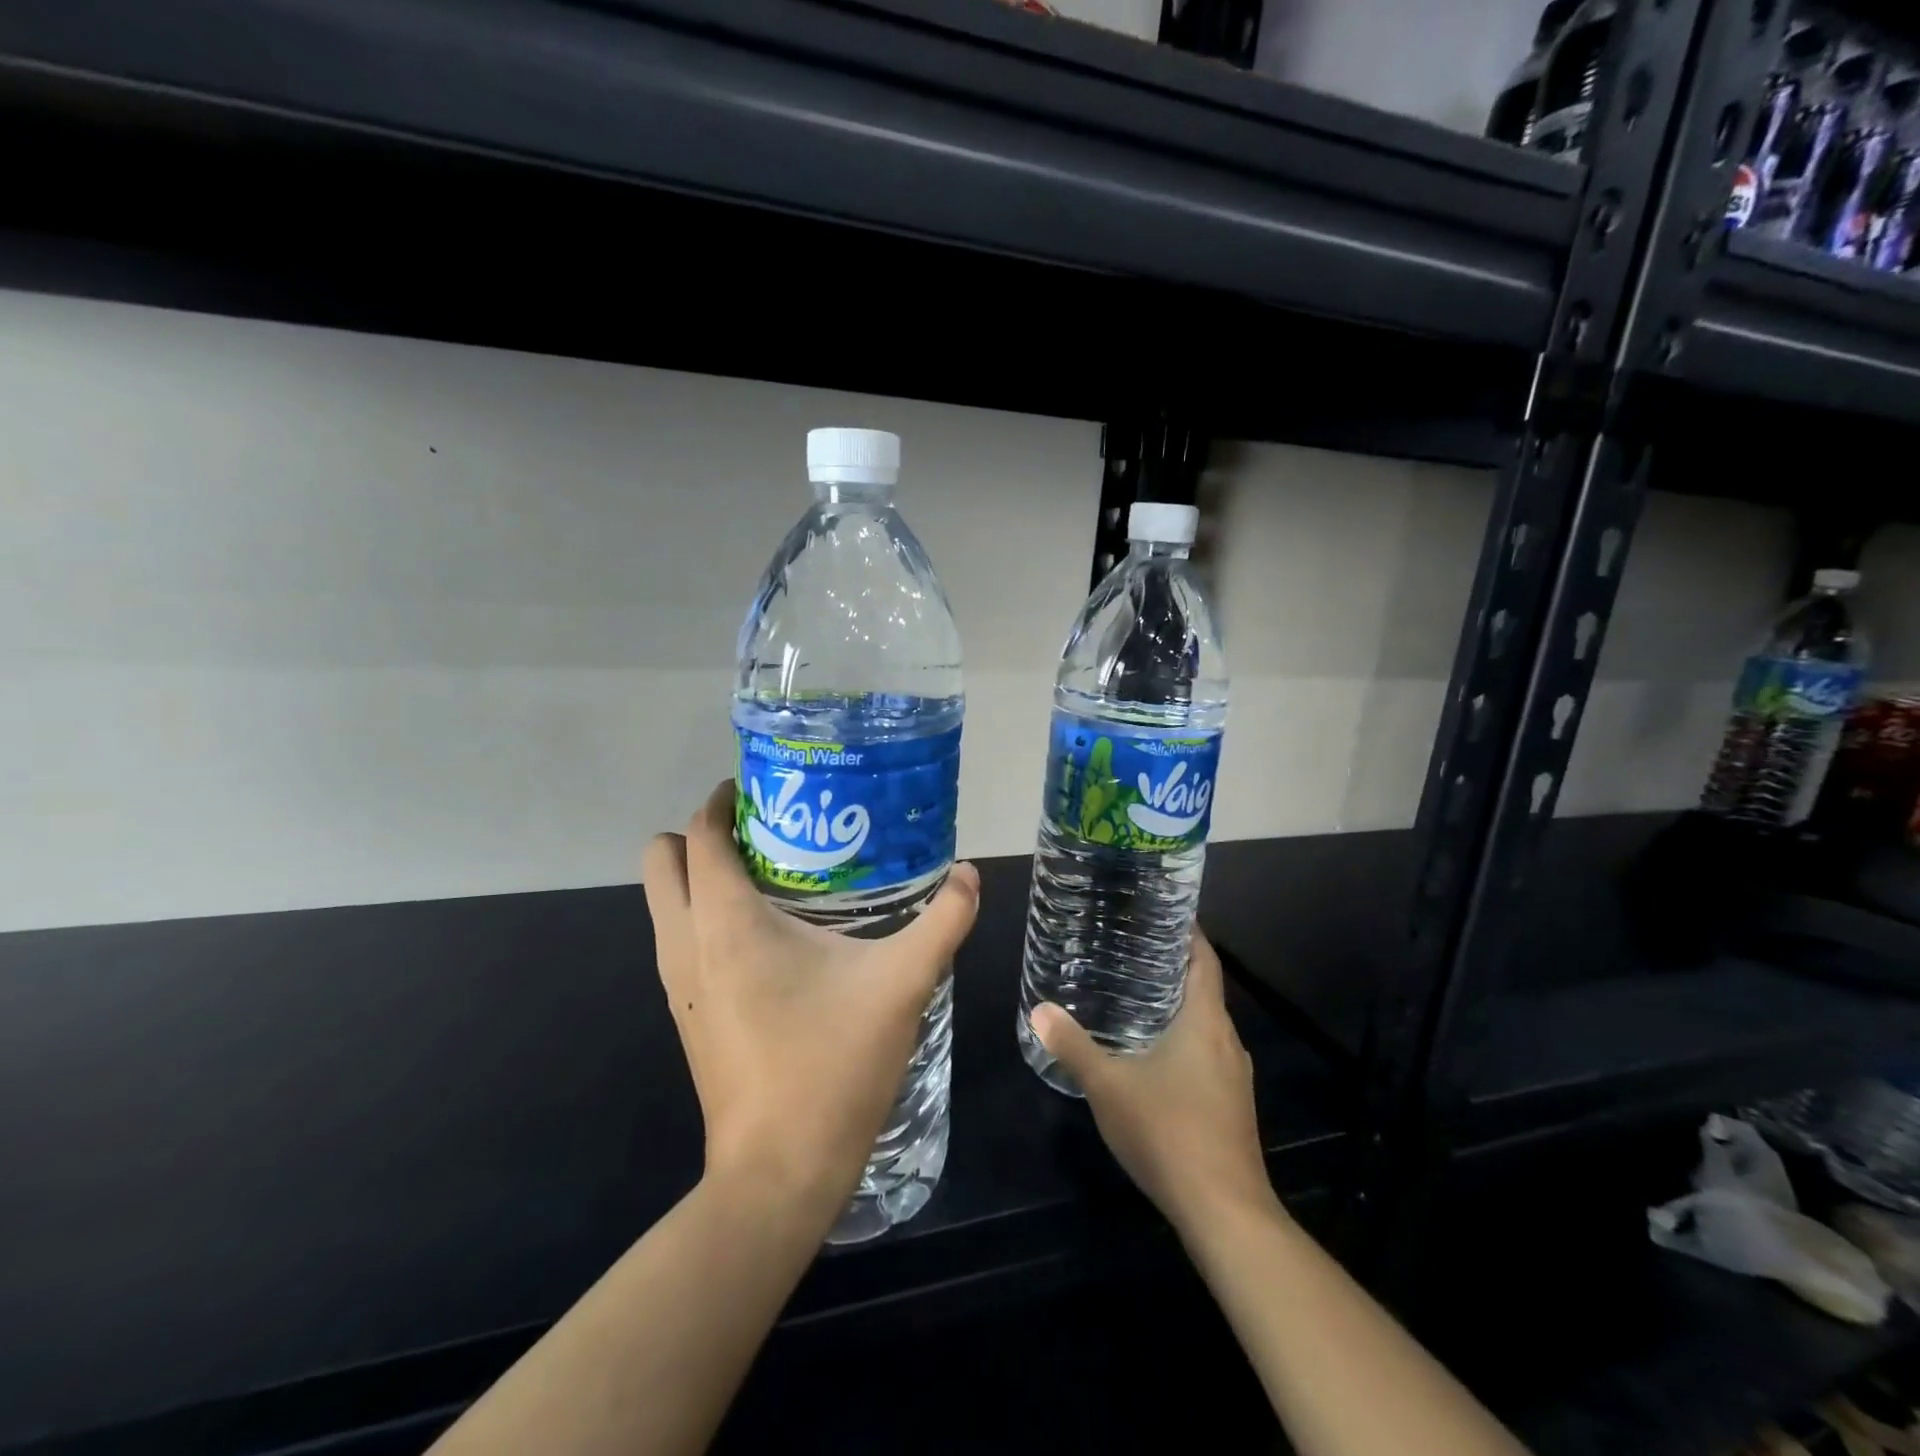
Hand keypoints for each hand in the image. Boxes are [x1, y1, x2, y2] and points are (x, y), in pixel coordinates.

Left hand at [642, 781, 978, 1227]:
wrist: (778, 1173)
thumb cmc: (833, 1065)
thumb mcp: (902, 985)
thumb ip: (943, 921)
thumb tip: (969, 873)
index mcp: (726, 921)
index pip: (700, 834)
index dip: (723, 800)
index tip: (768, 789)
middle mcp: (685, 941)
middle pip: (661, 857)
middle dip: (702, 834)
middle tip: (769, 832)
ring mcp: (677, 981)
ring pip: (663, 899)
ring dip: (702, 874)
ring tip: (774, 876)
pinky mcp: (685, 1011)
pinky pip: (678, 935)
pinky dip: (704, 914)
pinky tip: (770, 935)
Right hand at [1028, 925, 1275, 1236]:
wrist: (1225, 1213)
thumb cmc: (1168, 1133)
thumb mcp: (1108, 1086)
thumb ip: (1073, 1046)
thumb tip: (1039, 1009)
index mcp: (1205, 1022)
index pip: (1204, 959)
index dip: (1189, 932)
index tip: (1162, 912)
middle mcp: (1228, 1040)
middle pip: (1204, 989)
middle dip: (1172, 967)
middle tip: (1131, 950)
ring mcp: (1235, 1076)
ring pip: (1206, 1025)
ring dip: (1178, 1007)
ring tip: (1135, 995)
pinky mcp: (1233, 1105)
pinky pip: (1208, 1054)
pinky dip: (1184, 1040)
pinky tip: (1153, 1054)